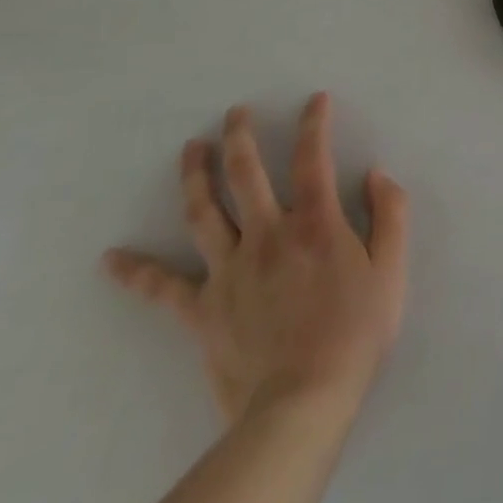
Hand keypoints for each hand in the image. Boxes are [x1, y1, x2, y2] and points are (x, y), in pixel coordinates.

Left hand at [104, 94, 409, 440]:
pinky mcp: (202, 309)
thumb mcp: (392, 269)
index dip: (315, 124)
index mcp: (315, 224)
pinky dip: (135, 272)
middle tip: (234, 113)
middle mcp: (268, 235)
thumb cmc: (355, 332)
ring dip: (195, 176)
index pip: (312, 159)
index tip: (315, 100)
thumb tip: (375, 174)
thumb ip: (390, 214)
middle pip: (247, 175)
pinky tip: (110, 259)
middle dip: (240, 137)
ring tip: (191, 149)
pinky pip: (163, 288)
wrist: (302, 403)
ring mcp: (229, 270)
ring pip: (204, 213)